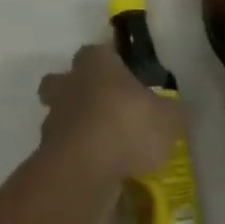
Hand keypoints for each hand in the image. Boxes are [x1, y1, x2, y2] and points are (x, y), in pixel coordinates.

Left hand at [37, 45, 185, 182]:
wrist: (83, 171)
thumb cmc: (126, 126)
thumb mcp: (167, 119)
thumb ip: (174, 112)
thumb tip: (178, 111)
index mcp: (96, 62)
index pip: (100, 52)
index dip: (111, 64)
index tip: (126, 79)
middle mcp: (69, 83)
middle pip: (64, 79)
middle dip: (78, 90)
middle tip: (104, 108)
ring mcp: (53, 118)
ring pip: (60, 114)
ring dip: (75, 126)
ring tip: (102, 146)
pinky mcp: (46, 152)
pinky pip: (61, 148)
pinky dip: (74, 156)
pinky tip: (96, 170)